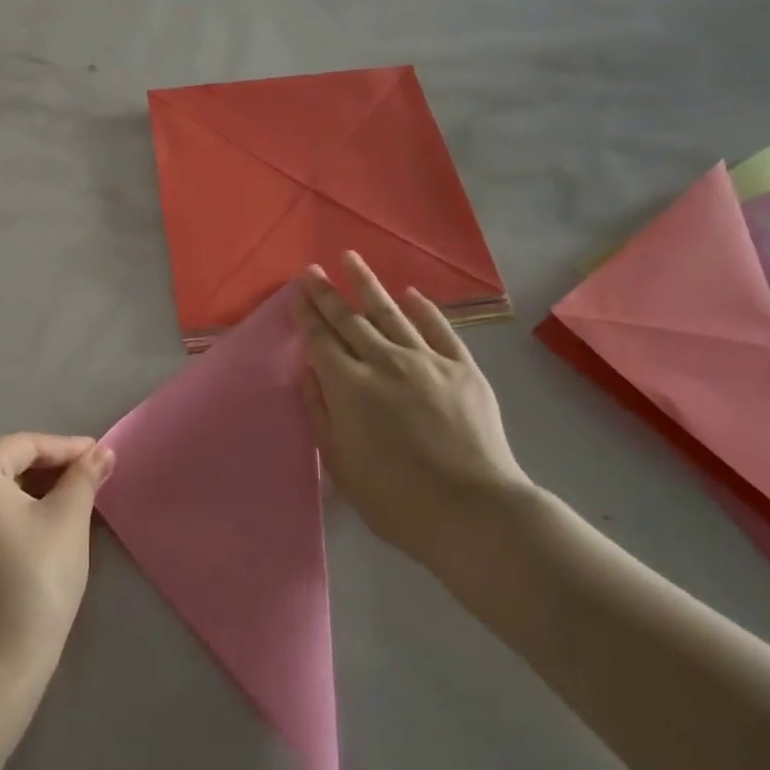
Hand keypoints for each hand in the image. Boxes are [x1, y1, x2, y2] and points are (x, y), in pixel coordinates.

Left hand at [0, 433, 112, 695]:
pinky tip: (31, 535)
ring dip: (26, 494)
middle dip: (47, 470)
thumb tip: (101, 452)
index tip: (102, 458)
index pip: (27, 445)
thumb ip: (84, 478)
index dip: (69, 449)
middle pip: (3, 465)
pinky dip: (3, 518)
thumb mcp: (68, 522)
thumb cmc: (32, 584)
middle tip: (87, 482)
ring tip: (65, 506)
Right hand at [299, 253, 534, 569]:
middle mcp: (384, 362)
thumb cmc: (395, 499)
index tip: (297, 291)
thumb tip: (309, 370)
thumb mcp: (340, 464)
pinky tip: (411, 293)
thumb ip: (320, 411)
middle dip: (328, 293)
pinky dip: (423, 309)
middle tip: (313, 269)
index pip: (321, 340)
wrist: (472, 510)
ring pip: (391, 313)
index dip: (307, 314)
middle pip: (350, 320)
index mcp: (350, 387)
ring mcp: (427, 360)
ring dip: (367, 284)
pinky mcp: (462, 368)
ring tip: (351, 259)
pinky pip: (439, 329)